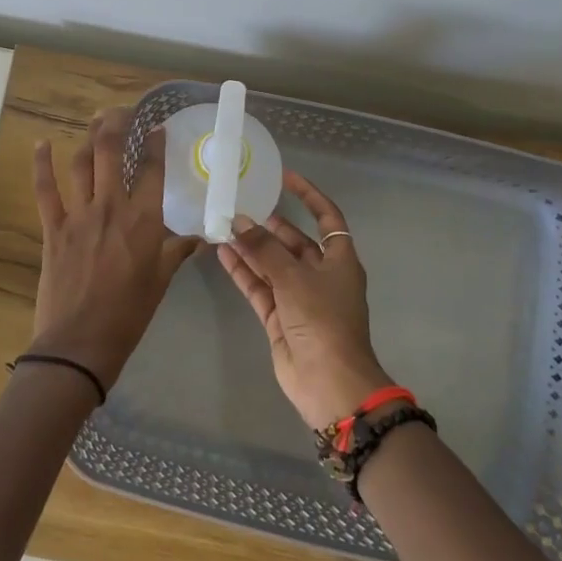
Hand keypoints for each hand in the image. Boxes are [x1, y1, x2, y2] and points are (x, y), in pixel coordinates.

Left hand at [29, 107, 202, 390]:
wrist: (80, 342)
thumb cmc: (128, 314)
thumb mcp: (160, 282)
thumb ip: (176, 253)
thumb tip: (199, 240)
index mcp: (143, 221)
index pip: (152, 170)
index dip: (155, 144)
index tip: (157, 128)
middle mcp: (111, 208)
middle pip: (112, 152)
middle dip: (117, 124)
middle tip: (122, 111)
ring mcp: (79, 215)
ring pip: (82, 163)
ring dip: (88, 138)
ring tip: (95, 122)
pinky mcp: (53, 227)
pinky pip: (45, 189)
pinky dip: (42, 164)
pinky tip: (41, 144)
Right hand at [217, 170, 394, 428]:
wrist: (328, 382)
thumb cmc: (322, 321)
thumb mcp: (294, 278)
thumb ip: (263, 249)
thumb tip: (238, 221)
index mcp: (339, 261)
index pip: (327, 218)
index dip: (309, 196)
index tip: (285, 178)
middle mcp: (320, 275)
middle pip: (294, 242)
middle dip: (269, 226)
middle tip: (240, 207)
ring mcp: (299, 297)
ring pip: (272, 264)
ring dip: (250, 248)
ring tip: (223, 226)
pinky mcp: (280, 317)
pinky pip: (259, 286)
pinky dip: (243, 271)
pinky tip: (222, 253)